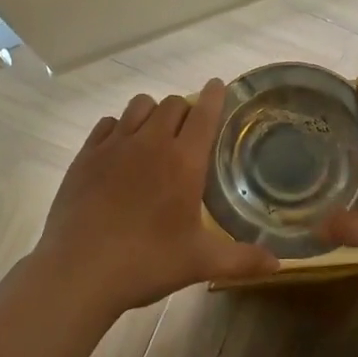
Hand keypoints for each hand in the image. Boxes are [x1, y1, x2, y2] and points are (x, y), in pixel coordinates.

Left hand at [32, 79, 280, 317]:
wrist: (79, 270)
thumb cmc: (146, 262)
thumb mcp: (200, 263)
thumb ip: (241, 259)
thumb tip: (278, 264)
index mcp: (184, 161)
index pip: (204, 113)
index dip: (215, 96)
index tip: (219, 86)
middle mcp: (150, 142)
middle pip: (172, 104)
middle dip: (185, 110)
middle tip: (189, 132)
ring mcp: (114, 145)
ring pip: (139, 106)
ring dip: (152, 113)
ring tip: (154, 136)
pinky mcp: (86, 155)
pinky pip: (107, 124)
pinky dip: (119, 128)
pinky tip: (120, 150)